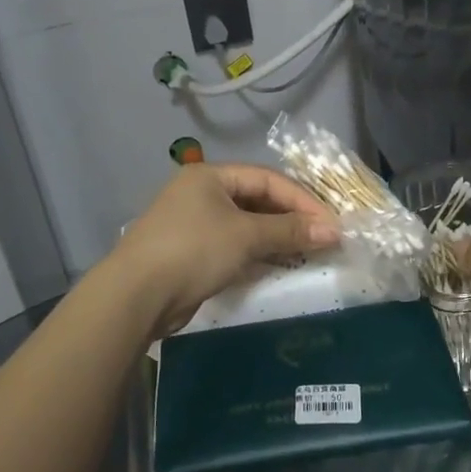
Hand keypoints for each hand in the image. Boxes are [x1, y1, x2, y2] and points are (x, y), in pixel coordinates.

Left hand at [113, 163, 340, 334]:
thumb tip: (334, 231)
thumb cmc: (193, 250)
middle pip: (257, 200)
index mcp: (211, 176)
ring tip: (308, 251)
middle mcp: (201, 193)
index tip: (331, 223)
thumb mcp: (246, 236)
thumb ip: (290, 230)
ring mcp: (194, 224)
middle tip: (323, 237)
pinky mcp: (192, 253)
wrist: (136, 296)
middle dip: (291, 218)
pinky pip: (234, 246)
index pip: (268, 179)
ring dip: (277, 237)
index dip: (302, 199)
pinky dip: (258, 253)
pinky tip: (279, 265)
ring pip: (246, 224)